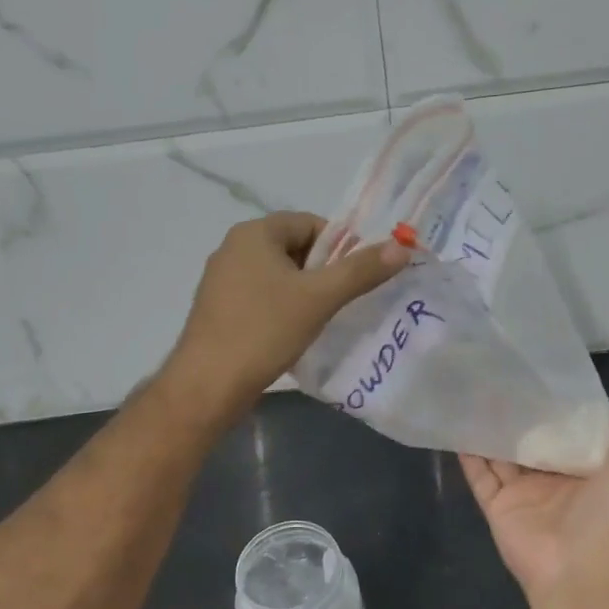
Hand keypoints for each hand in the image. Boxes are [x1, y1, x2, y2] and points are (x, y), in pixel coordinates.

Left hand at [161, 211, 407, 425]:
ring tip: (321, 319)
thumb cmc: (264, 331)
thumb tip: (401, 246)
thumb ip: (361, 270)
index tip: (356, 277)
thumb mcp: (319, 298)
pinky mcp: (218, 308)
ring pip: (278, 275)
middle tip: (341, 301)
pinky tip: (292, 333)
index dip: (339, 246)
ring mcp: (222, 279)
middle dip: (322, 271)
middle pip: (294, 247)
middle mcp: (233, 248)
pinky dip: (282, 308)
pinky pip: (261, 296)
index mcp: (254, 233)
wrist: (207, 385)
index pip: (310, 223)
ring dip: (304, 292)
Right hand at [460, 399, 608, 607]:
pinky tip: (457, 428)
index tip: (537, 379)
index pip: (562, 434)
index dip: (551, 410)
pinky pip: (479, 476)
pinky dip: (468, 456)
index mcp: (578, 471)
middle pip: (526, 442)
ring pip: (499, 455)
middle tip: (499, 382)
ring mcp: (519, 493)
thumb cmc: (604, 517)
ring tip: (474, 397)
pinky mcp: (496, 505)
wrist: (575, 569)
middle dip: (516, 417)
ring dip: (489, 430)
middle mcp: (547, 480)